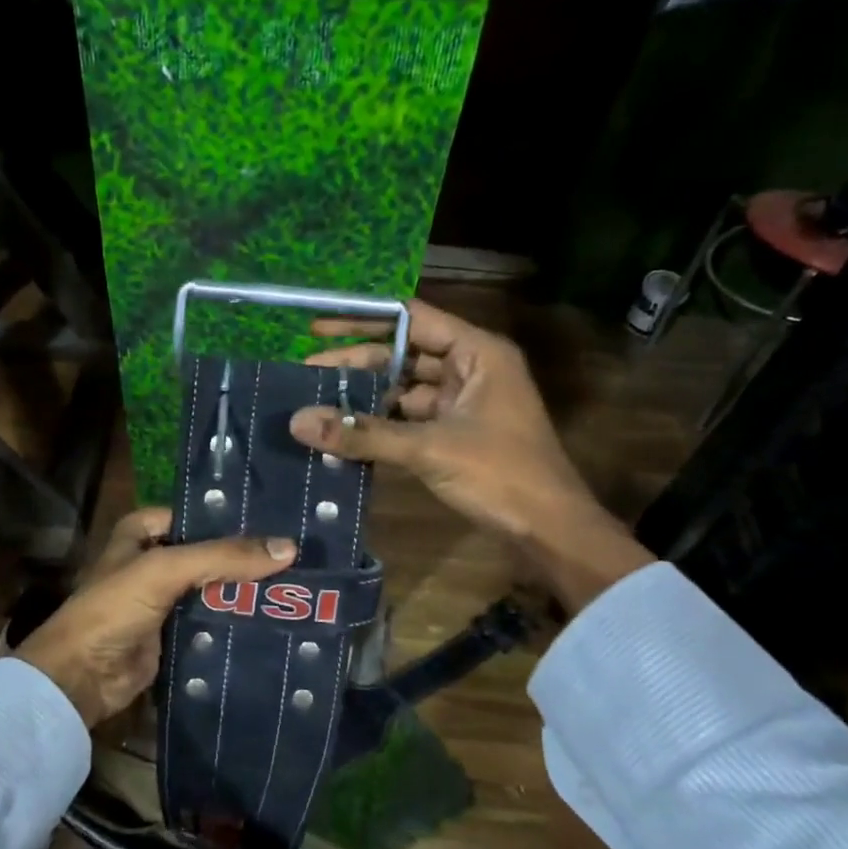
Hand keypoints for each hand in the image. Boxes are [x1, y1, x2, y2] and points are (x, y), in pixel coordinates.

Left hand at [15, 508, 297, 726]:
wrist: (80, 678)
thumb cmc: (114, 608)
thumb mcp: (165, 570)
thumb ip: (223, 556)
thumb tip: (288, 547)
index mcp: (143, 532)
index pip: (199, 516)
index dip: (235, 519)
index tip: (283, 523)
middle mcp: (155, 560)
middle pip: (210, 553)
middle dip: (248, 558)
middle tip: (303, 557)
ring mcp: (165, 599)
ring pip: (215, 589)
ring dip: (246, 592)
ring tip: (302, 587)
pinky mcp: (175, 634)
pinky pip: (212, 621)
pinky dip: (237, 622)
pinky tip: (276, 620)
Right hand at [288, 299, 650, 613]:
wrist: (548, 529)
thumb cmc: (500, 474)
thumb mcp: (429, 449)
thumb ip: (364, 434)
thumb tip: (299, 422)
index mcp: (477, 353)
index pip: (411, 319)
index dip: (362, 319)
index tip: (318, 326)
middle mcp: (470, 369)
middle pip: (403, 354)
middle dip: (357, 363)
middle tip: (307, 373)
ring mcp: (463, 402)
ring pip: (404, 388)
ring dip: (366, 396)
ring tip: (317, 401)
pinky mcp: (455, 433)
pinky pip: (409, 418)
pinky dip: (380, 424)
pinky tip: (345, 432)